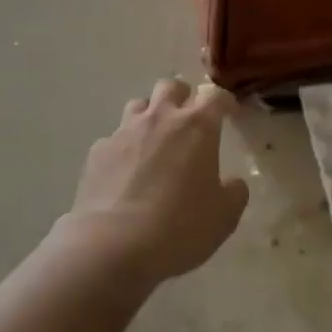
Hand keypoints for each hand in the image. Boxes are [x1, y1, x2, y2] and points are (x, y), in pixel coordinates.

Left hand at [68, 78, 245, 286]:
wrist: (113, 245)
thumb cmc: (179, 226)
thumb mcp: (224, 216)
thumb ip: (234, 192)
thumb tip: (232, 183)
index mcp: (197, 126)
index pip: (215, 96)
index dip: (224, 101)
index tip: (228, 112)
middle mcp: (160, 118)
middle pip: (171, 86)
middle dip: (181, 97)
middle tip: (187, 120)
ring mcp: (125, 131)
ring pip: (138, 105)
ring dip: (149, 116)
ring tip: (153, 141)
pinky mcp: (98, 152)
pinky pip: (113, 139)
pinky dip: (122, 148)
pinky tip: (123, 173)